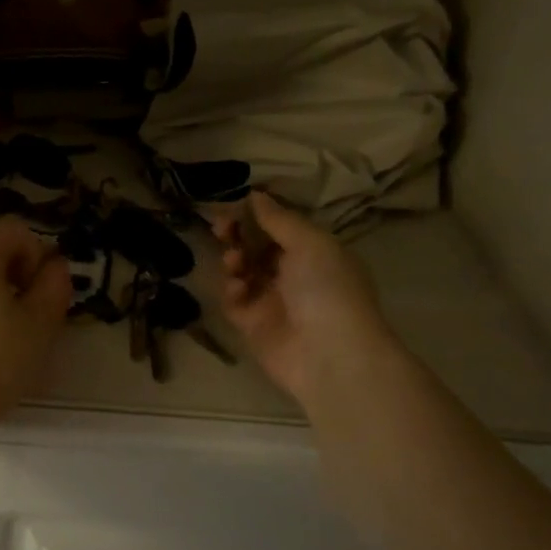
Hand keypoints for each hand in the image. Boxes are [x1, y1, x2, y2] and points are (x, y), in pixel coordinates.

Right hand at [214, 191, 400, 411]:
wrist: (330, 355)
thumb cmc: (327, 289)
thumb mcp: (310, 243)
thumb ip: (279, 219)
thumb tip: (255, 194)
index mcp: (314, 252)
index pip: (278, 226)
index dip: (255, 215)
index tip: (233, 205)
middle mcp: (293, 274)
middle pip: (256, 247)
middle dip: (237, 235)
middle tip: (220, 228)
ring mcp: (272, 300)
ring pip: (241, 271)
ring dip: (234, 261)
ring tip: (234, 262)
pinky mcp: (253, 325)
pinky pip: (234, 301)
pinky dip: (232, 291)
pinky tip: (239, 290)